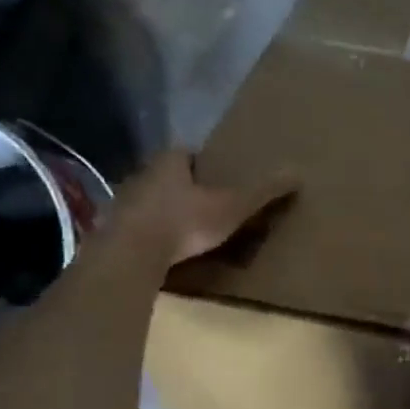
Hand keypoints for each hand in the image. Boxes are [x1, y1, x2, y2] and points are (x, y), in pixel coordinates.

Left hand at [101, 149, 296, 279]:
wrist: (130, 256)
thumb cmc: (184, 222)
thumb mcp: (232, 207)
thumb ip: (263, 192)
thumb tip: (298, 173)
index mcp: (169, 161)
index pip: (188, 153)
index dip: (204, 164)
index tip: (221, 179)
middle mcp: (142, 174)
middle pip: (168, 176)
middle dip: (186, 188)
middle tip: (209, 205)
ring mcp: (123, 202)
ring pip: (151, 201)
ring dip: (167, 212)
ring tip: (189, 231)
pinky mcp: (111, 231)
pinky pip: (138, 227)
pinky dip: (151, 234)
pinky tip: (165, 250)